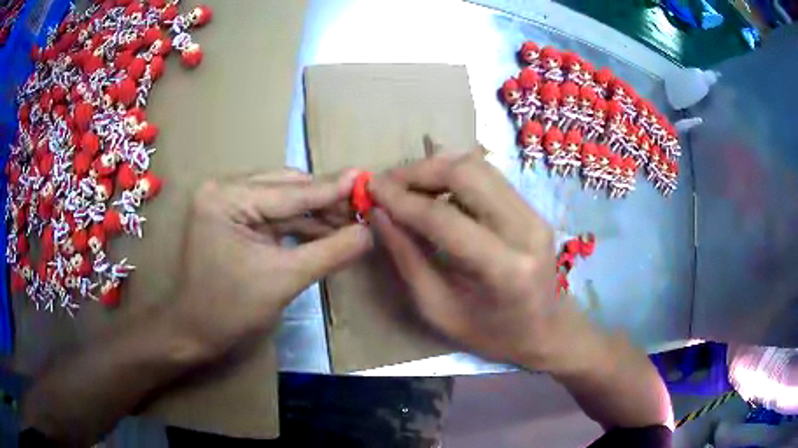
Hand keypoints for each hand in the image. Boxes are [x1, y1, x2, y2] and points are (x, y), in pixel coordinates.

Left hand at [173, 170, 372, 356]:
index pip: (288, 191)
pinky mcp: (235, 219)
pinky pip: (274, 215)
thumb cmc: (231, 309)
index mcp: (226, 197)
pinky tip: (328, 232)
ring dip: (316, 213)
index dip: (330, 190)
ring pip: (283, 200)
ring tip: (351, 223)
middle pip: (286, 188)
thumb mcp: (284, 279)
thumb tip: (369, 233)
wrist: (196, 332)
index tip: (364, 180)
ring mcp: (228, 203)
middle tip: (362, 209)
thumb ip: (330, 252)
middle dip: (324, 202)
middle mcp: (225, 190)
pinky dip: (301, 225)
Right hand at [369, 149, 593, 371]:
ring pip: (479, 166)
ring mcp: (534, 213)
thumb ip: (408, 259)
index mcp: (505, 269)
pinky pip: (489, 176)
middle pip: (467, 173)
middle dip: (418, 171)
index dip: (402, 200)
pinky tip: (434, 188)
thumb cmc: (493, 335)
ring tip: (406, 185)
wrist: (548, 330)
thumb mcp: (440, 310)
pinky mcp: (533, 208)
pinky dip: (455, 174)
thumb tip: (379, 215)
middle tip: (387, 183)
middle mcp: (526, 230)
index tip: (371, 189)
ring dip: (436, 168)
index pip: (444, 217)